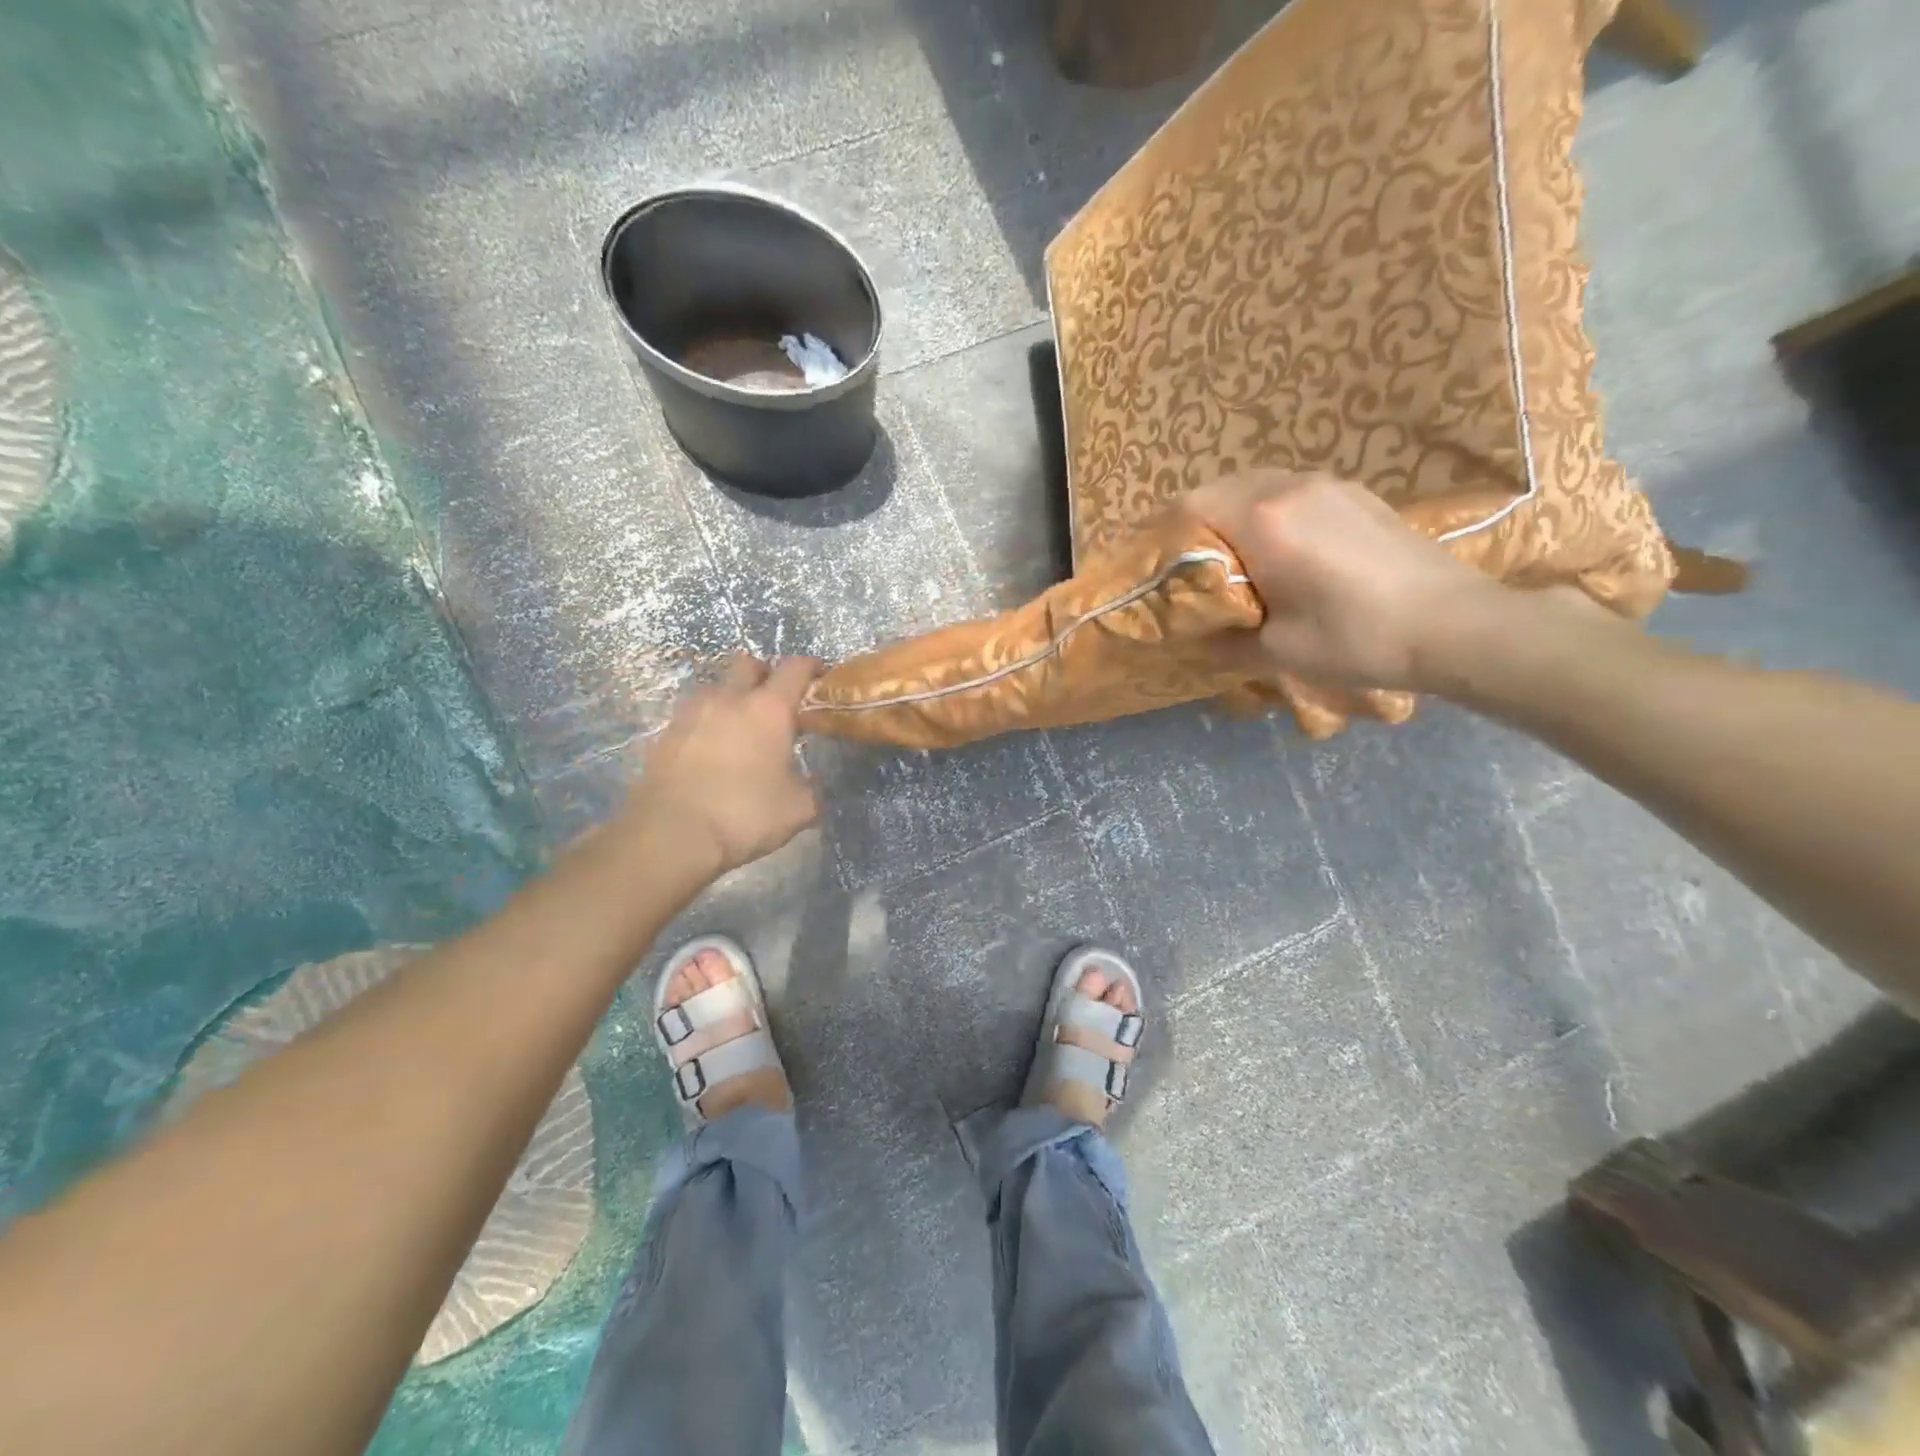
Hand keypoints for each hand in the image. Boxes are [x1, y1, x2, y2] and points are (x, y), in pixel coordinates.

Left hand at [627, 654, 822, 876]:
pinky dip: (707, 725)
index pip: (795, 668)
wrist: (669, 835)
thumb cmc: (743, 815)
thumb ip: (811, 789)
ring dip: (732, 698)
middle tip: (776, 700)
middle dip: (766, 674)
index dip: (811, 666)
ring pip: (716, 688)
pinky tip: (712, 752)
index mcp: (768, 709)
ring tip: (741, 728)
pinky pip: (693, 717)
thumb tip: (810, 784)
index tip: (820, 675)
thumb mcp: (798, 810)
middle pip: (748, 664)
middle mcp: (729, 699)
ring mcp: (691, 714)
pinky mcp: (664, 735)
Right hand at [1185, 470, 1508, 692]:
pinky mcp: (1357, 494)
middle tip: (1188, 565)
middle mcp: (1291, 487)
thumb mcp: (1276, 650)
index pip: (1190, 505)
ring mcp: (1330, 485)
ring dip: (1233, 515)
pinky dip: (1269, 514)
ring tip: (1231, 559)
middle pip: (1221, 488)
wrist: (1456, 625)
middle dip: (1196, 523)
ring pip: (1257, 485)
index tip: (1152, 563)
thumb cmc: (1357, 638)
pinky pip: (1292, 492)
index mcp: (1264, 520)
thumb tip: (1190, 635)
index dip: (1162, 531)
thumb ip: (1221, 638)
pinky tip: (1281, 551)